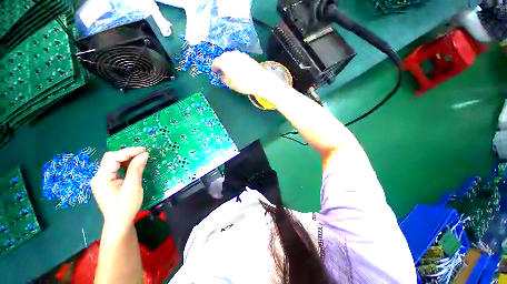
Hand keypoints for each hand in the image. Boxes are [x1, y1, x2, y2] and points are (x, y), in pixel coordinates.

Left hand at [91, 147, 148, 229]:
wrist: (120, 223)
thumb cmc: (126, 206)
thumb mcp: (133, 187)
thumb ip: (136, 169)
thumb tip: (144, 154)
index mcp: (101, 178)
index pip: (112, 157)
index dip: (128, 151)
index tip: (144, 150)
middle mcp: (99, 176)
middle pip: (112, 159)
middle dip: (128, 154)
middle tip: (144, 153)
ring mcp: (102, 180)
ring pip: (114, 163)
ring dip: (128, 159)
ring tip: (142, 158)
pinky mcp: (107, 182)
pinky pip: (116, 169)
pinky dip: (126, 165)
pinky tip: (135, 165)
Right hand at [212, 51, 282, 96]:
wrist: (259, 80)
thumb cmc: (243, 84)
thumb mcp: (231, 84)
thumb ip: (223, 79)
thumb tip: (222, 76)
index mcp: (224, 62)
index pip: (215, 62)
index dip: (214, 67)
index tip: (215, 72)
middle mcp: (231, 55)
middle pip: (222, 57)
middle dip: (221, 63)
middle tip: (222, 70)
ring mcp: (239, 54)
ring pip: (230, 56)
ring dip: (228, 61)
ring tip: (230, 69)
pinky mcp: (246, 56)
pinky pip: (237, 57)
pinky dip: (235, 61)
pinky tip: (238, 67)